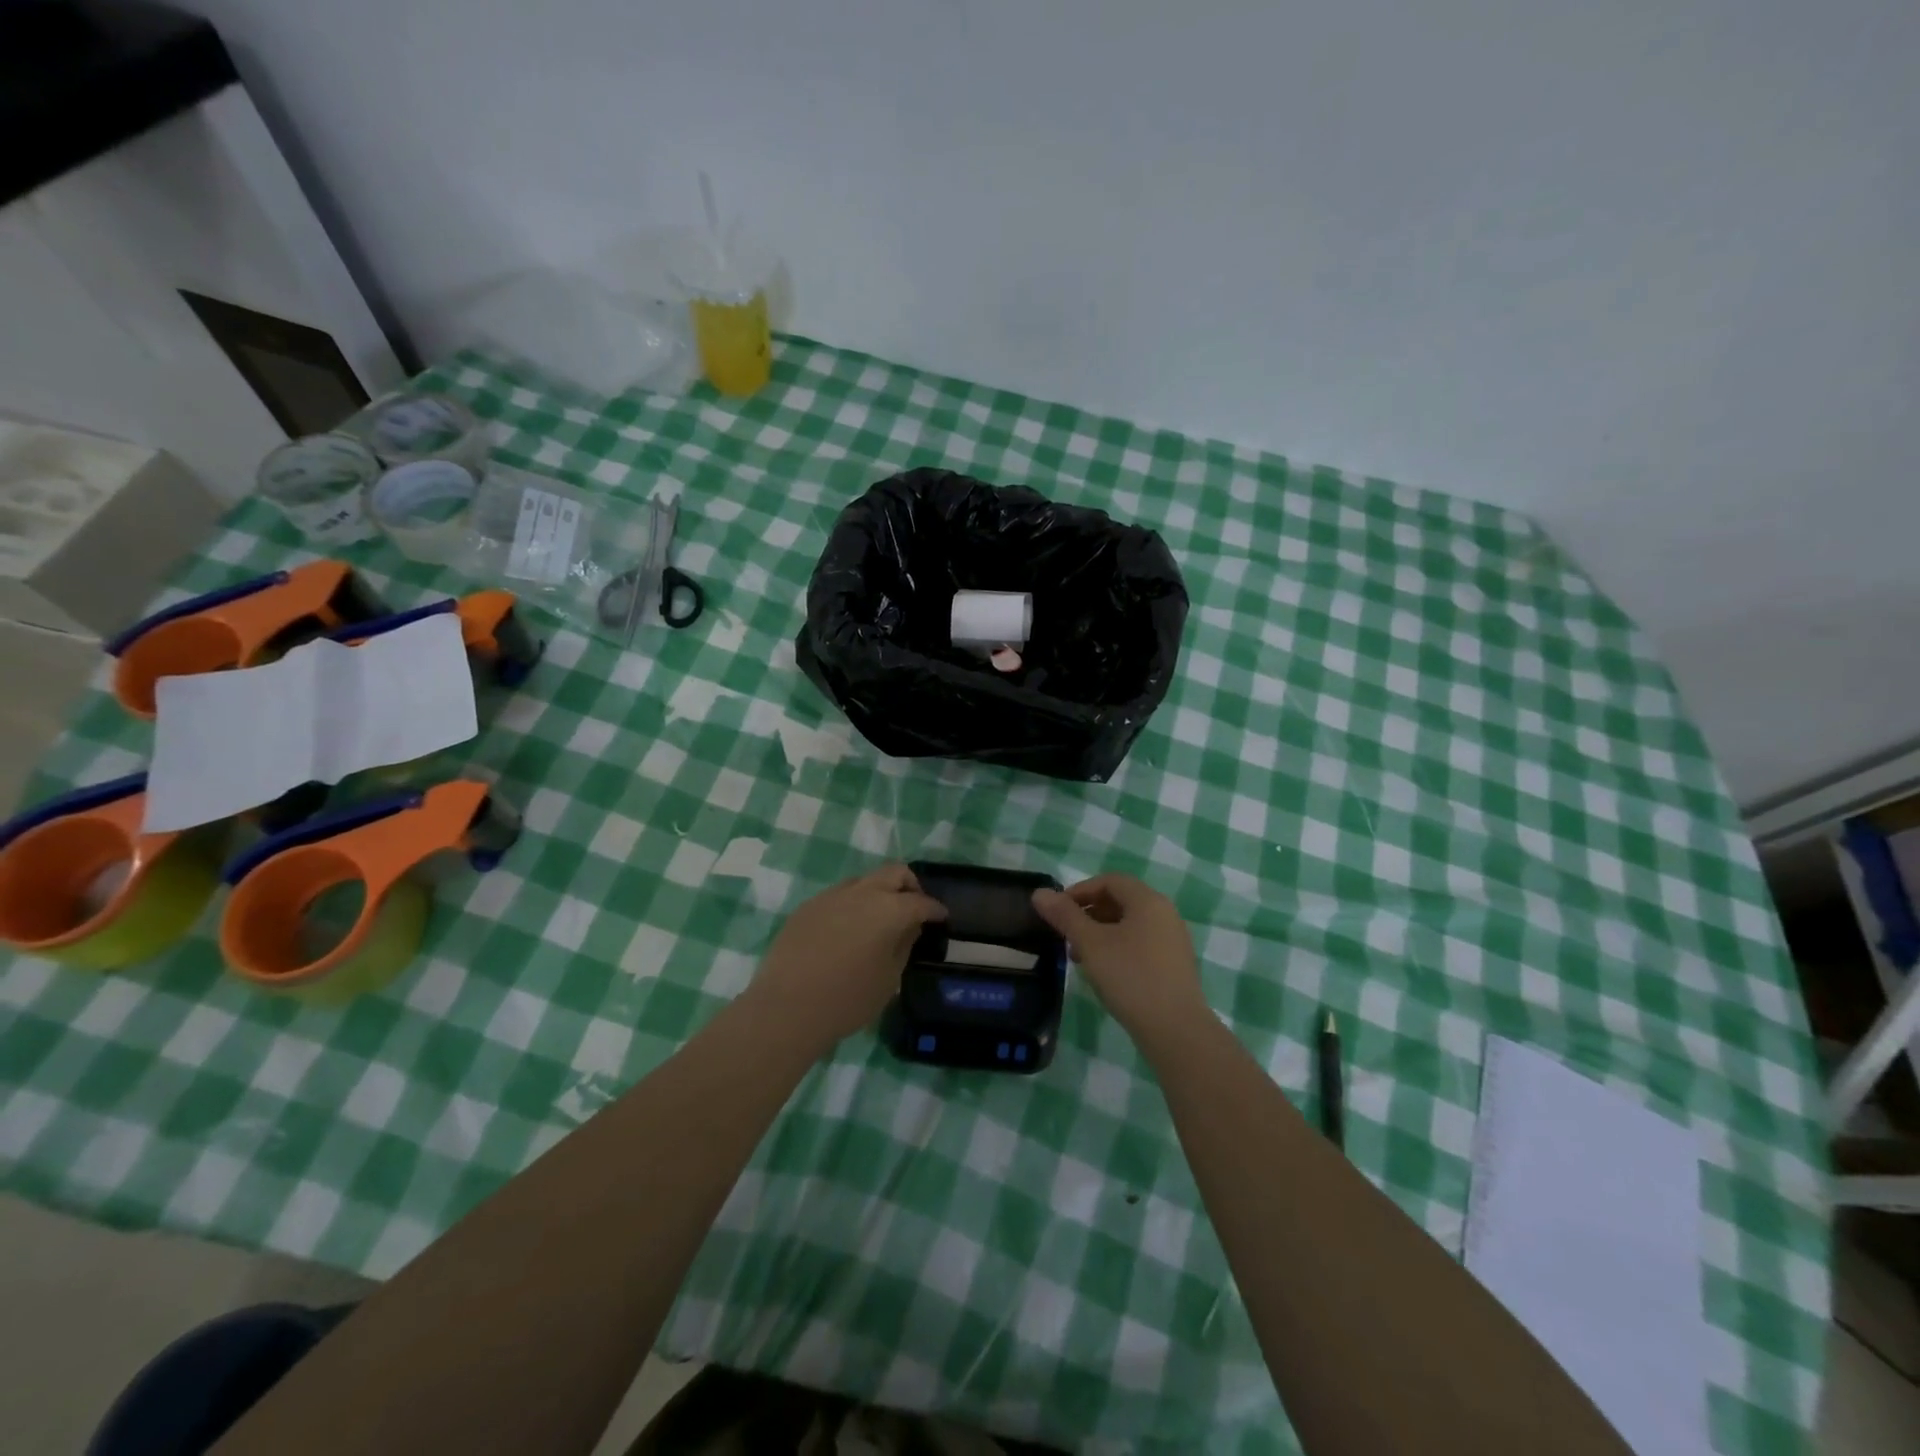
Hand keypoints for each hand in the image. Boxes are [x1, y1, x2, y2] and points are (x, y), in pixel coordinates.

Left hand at [751, 864, 946, 1051]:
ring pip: (864, 880)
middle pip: (894, 872)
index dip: (934, 909)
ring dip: (878, 892)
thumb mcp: (889, 978)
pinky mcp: (808, 907)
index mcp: (888, 909)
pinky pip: (839, 896)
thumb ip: (903, 945)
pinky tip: (848, 931)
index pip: (920, 901)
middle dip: (910, 885)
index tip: (941, 917)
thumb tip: (909, 926)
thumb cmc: (847, 999)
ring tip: (879, 919)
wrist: (787, 1008)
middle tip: (914, 908)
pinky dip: (852, 905)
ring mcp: (831, 896)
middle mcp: (861, 893)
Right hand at [1032, 874, 1208, 1042]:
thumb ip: (1065, 916)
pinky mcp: (1174, 964)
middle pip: (1120, 900)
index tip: (1057, 911)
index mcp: (1148, 900)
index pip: (1109, 880)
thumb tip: (1040, 893)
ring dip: (1100, 932)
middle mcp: (1165, 913)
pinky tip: (1103, 971)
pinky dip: (1117, 947)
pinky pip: (1140, 943)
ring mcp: (1173, 940)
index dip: (1079, 891)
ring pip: (1129, 924)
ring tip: (1079, 956)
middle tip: (1065, 934)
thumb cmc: (1130, 977)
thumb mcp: (1090, 944)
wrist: (1175, 1030)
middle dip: (1088, 913)